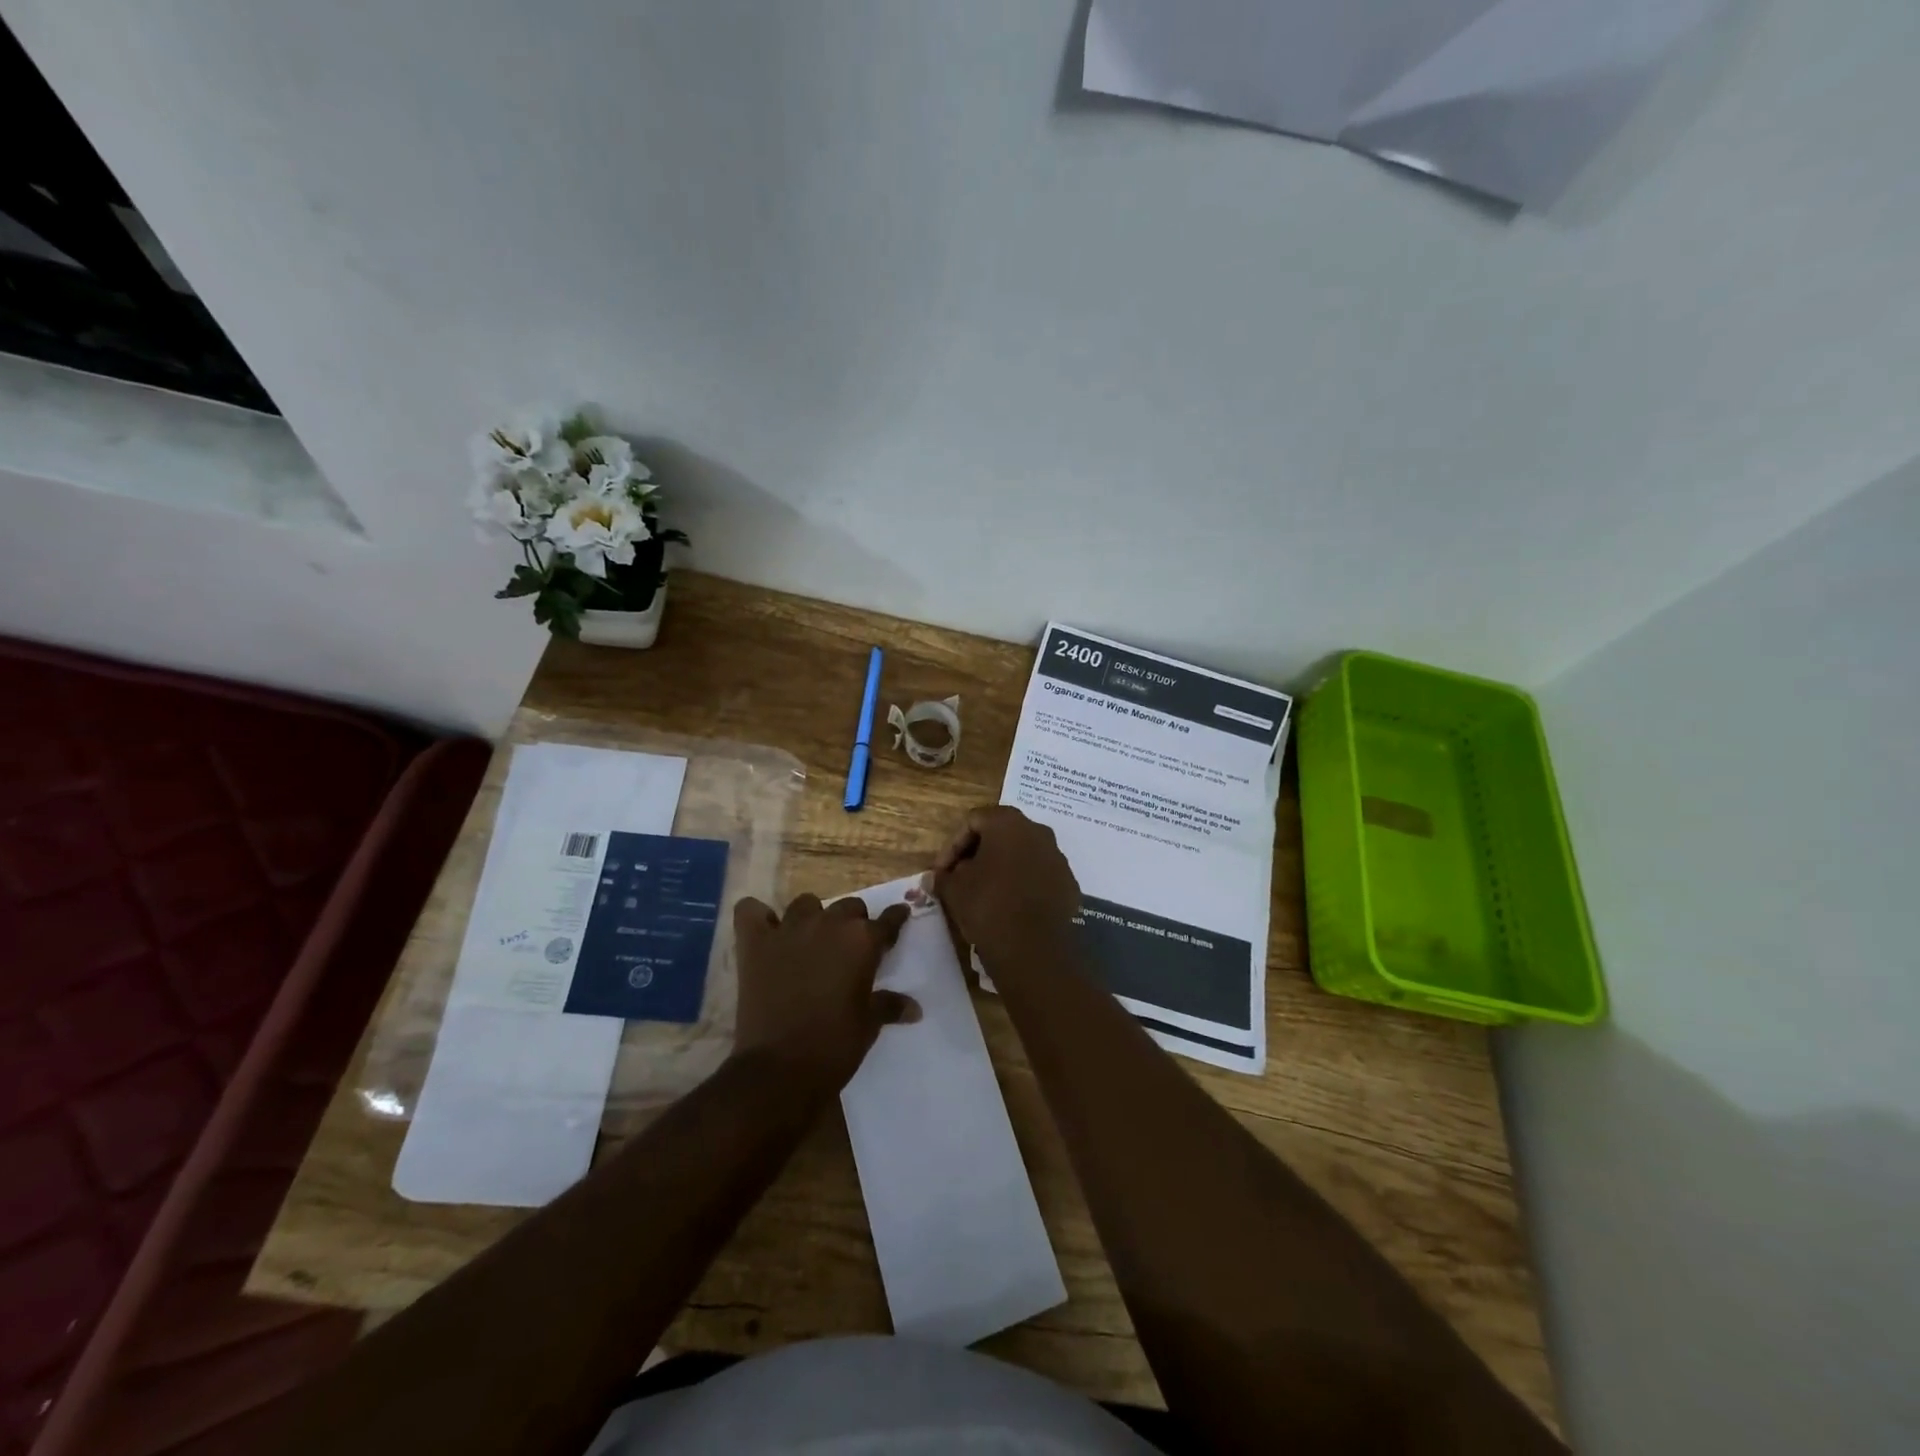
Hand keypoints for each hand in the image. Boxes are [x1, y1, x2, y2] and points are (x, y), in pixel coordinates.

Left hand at [731, 893, 917, 1092]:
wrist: (779, 1070)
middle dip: (853, 922)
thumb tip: (914, 1008)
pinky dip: (758, 916)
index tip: (899, 919)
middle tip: (850, 947)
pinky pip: (751, 911)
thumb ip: (889, 1006)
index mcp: (862, 941)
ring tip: (810, 940)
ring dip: (812, 917)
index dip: (895, 920)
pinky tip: (765, 931)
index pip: (888, 920)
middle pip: (849, 906)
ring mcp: (788, 930)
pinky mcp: (755, 943)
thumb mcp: (869, 1025)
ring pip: (805, 903)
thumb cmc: (834, 1046)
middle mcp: (828, 924)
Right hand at [932, 806, 1080, 972]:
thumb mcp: (954, 889)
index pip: (973, 821)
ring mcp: (1058, 858)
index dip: (952, 846)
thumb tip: (937, 876)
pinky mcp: (1069, 884)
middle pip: (1001, 834)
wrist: (1032, 949)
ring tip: (986, 893)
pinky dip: (1024, 884)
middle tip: (961, 877)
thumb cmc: (987, 907)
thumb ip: (943, 876)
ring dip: (1003, 868)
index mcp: (1008, 823)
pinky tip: (1011, 906)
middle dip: (979, 853)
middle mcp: (1038, 832)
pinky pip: (1041, 876)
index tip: (942, 871)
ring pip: (1024, 854)